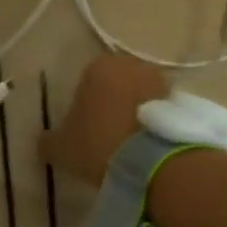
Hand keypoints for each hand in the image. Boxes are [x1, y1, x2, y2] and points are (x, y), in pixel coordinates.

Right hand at [40, 53, 169, 186]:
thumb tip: (46, 140)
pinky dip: (153, 123)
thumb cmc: (98, 143)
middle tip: (105, 136)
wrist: (151, 161)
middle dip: (111, 105)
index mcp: (98, 67)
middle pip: (116, 85)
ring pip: (139, 96)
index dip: (83, 107)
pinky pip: (159, 111)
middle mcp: (130, 65)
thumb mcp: (61, 147)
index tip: (84, 131)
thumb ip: (49, 140)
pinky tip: (146, 146)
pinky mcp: (180, 101)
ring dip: (134, 113)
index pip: (85, 82)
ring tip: (128, 144)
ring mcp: (159, 81)